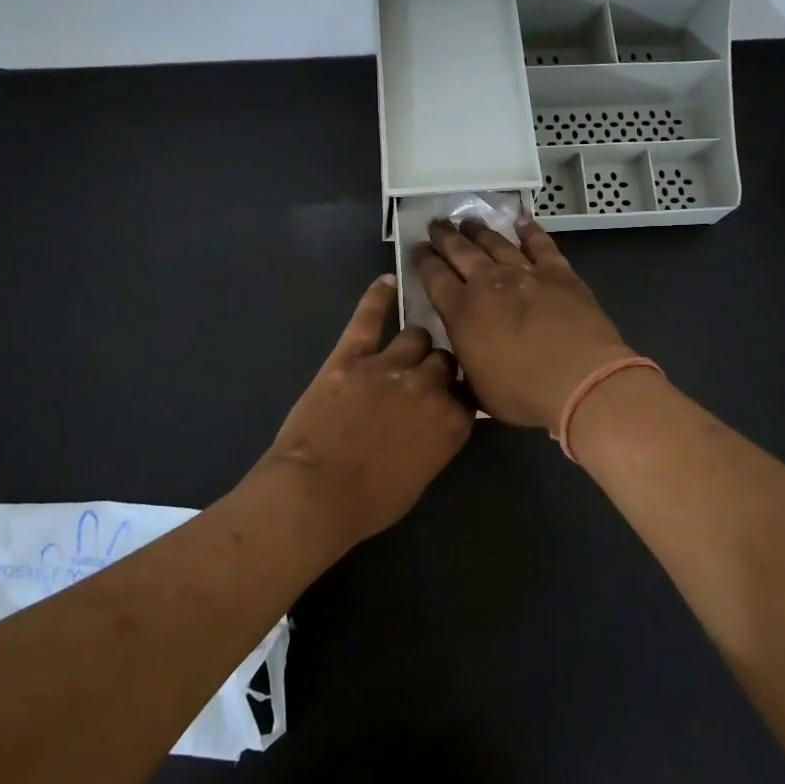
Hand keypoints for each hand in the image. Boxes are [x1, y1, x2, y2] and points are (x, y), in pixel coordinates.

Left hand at [266, 275, 471, 547]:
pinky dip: (378, 297)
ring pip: (416, 336)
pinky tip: (387, 281)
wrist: (315, 493)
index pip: (469, 392)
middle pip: (445, 359)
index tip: (453, 397)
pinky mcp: (351, 356)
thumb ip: (438, 438)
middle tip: (425, 380)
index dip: (459, 393)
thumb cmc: (370, 501)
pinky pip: (368, 317)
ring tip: (408, 349)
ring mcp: (388, 365)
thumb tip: (437, 419)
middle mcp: (428, 386)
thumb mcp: (422, 475)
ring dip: (415, 344)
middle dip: (439, 367)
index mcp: (451, 420)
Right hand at [412, 218, 634, 428]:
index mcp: (461, 312)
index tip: (417, 248)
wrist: (579, 379)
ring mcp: (525, 274)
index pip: (434, 277)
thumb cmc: (522, 393)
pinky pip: (541, 245)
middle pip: (460, 251)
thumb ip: (460, 371)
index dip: (423, 261)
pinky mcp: (558, 273)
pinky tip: (522, 221)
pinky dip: (530, 231)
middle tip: (435, 224)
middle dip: (445, 236)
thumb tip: (449, 366)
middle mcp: (488, 283)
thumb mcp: (476, 391)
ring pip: (496, 243)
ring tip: (468, 221)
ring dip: (480, 230)